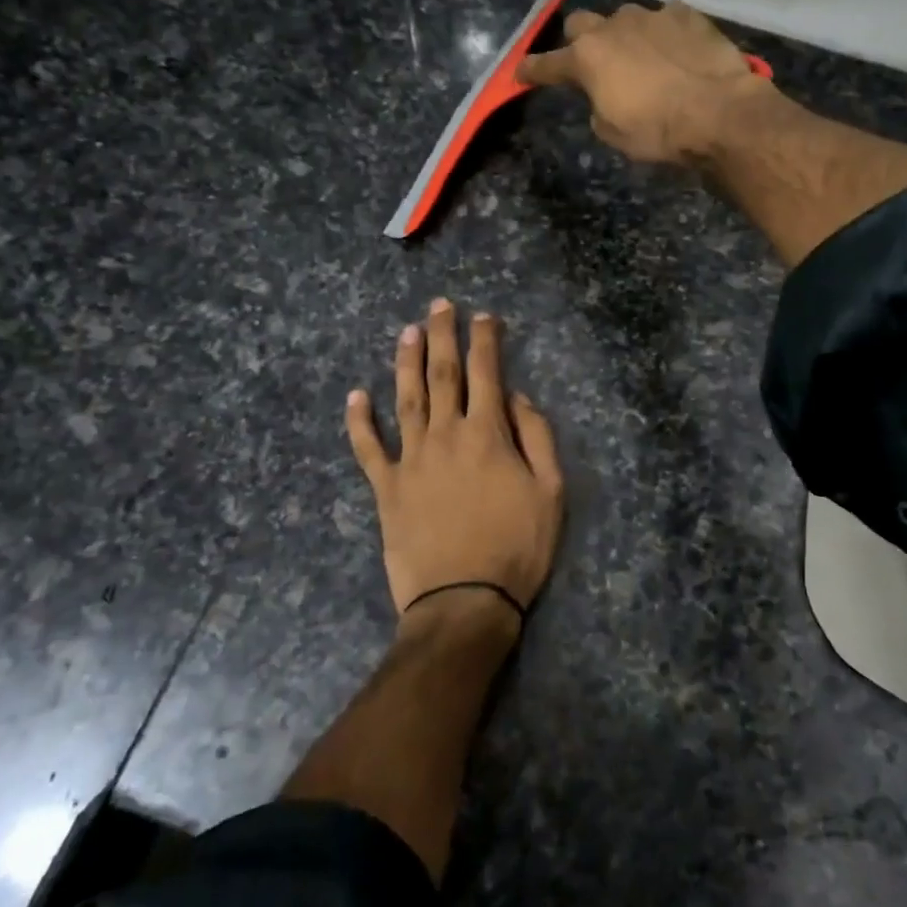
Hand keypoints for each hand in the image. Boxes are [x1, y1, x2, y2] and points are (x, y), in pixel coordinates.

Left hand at [346, 299, 563, 628]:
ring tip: (407, 331)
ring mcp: (411, 459)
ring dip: (406, 362)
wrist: (464, 601)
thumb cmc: (516, 548)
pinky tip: (355, 396)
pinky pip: (368, 448)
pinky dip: (359, 421)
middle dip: (443, 335)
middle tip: (440, 305)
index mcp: (487, 435)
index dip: (486, 341)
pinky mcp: (387, 487)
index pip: (487, 374)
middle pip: (442, 375)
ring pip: (406, 399)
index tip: (485, 317)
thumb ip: (537, 437)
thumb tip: (517, 397)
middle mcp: (446, 435)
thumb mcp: (550, 492)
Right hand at [519, 0, 774, 165]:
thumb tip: (604, 94)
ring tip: (641, 58)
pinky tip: (675, 50)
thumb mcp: (613, 132)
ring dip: (625, 36)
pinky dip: (663, 33)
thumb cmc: (658, 132)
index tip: (521, 73)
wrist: (720, 113)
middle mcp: (614, 27)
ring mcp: (652, 16)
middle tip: (590, 62)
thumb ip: (598, 106)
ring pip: (624, 18)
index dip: (532, 70)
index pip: (547, 64)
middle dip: (579, 41)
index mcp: (587, 58)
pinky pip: (665, 18)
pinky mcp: (687, 15)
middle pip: (580, 24)